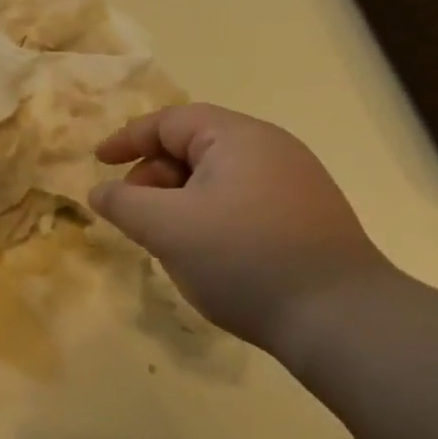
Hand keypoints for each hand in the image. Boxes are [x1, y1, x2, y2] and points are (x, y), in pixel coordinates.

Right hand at [90, 104, 393, 348]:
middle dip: (153, 174)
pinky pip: (241, 200)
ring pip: (217, 177)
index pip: (169, 121)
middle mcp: (271, 148)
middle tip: (133, 213)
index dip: (127, 139)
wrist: (340, 317)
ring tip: (165, 237)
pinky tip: (204, 251)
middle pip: (193, 146)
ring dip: (179, 199)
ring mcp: (295, 183)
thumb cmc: (242, 258)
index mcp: (238, 137)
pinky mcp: (307, 217)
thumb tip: (99, 191)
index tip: (97, 163)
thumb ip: (123, 202)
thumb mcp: (165, 227)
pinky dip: (209, 214)